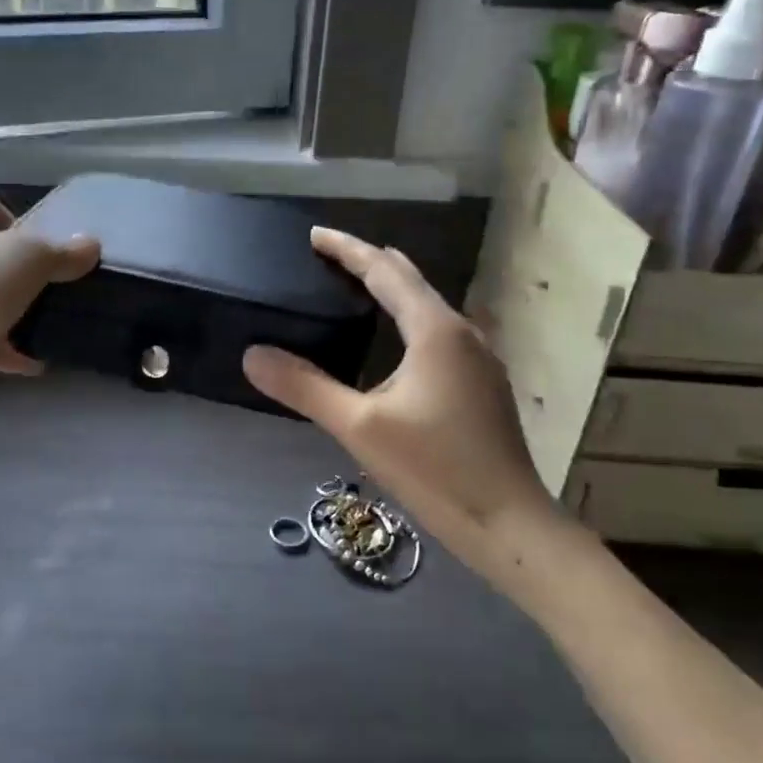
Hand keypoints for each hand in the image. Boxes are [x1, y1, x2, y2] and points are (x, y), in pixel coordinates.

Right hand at [242, 227, 562, 575]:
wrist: (510, 527)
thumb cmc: (435, 470)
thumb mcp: (359, 427)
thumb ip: (305, 387)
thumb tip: (253, 355)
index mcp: (434, 330)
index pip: (384, 271)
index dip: (346, 249)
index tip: (313, 235)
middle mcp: (462, 332)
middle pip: (410, 281)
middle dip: (368, 263)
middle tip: (326, 259)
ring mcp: (478, 359)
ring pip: (427, 307)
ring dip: (390, 291)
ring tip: (353, 290)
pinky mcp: (482, 384)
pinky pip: (437, 332)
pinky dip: (406, 319)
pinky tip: (391, 342)